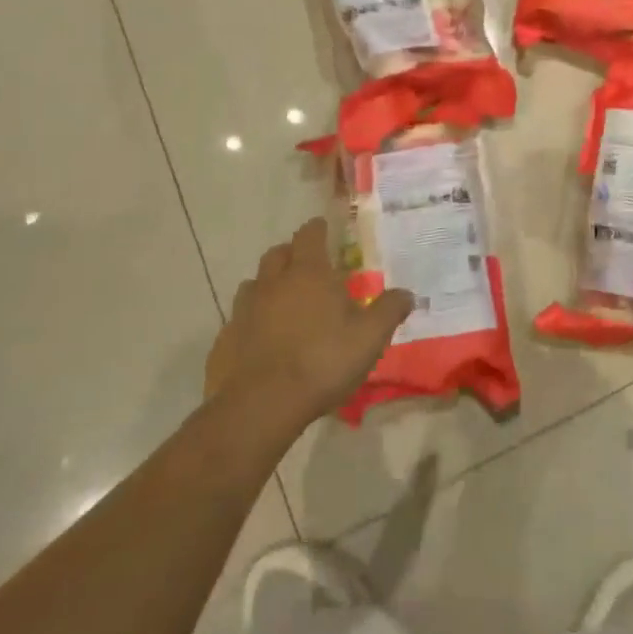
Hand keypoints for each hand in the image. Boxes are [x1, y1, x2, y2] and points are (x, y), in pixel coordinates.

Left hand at [205, 218, 413, 433]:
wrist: (260, 406)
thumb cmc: (322, 361)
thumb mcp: (369, 337)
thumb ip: (389, 310)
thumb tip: (407, 293)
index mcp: (308, 273)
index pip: (309, 235)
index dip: (317, 229)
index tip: (324, 227)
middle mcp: (273, 283)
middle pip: (277, 254)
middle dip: (291, 254)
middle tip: (306, 266)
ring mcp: (244, 310)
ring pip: (254, 284)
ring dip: (268, 285)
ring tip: (283, 301)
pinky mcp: (225, 340)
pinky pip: (239, 319)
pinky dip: (252, 321)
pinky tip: (262, 339)